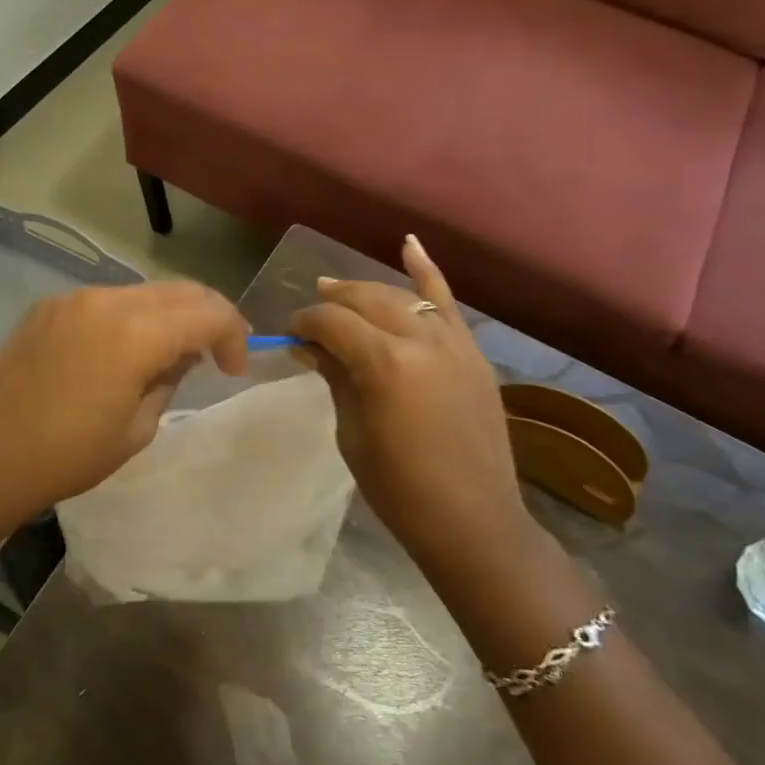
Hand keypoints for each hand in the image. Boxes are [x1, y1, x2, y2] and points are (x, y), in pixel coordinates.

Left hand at [0, 281, 248, 532]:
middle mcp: (106, 300)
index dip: (232, 335)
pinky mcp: (50, 305)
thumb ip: (170, 379)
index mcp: (134, 333)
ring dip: (169, 315)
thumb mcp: (138, 428)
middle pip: (180, 291)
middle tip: (216, 353)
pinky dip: (131, 316)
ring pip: (144, 291)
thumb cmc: (68, 455)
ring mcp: (74, 298)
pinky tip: (123, 349)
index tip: (233, 367)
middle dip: (208, 317)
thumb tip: (181, 355)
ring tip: (168, 353)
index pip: (207, 313)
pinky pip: (107, 300)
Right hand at [290, 236, 536, 576]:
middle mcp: (420, 340)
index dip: (305, 323)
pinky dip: (427, 271)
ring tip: (339, 288)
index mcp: (384, 364)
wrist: (473, 520)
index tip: (290, 334)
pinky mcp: (472, 352)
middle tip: (311, 314)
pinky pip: (448, 302)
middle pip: (366, 300)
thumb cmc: (400, 488)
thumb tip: (308, 345)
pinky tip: (409, 244)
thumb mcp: (353, 432)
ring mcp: (452, 342)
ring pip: (402, 296)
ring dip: (368, 290)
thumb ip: (335, 376)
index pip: (332, 323)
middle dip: (332, 301)